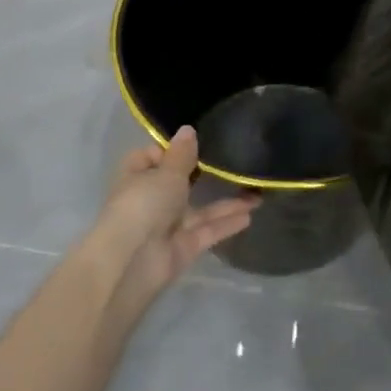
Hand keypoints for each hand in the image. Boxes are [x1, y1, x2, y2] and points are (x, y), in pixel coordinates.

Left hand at [91, 126, 258, 320]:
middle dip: (203, 174)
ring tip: (258, 190)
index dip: (170, 150)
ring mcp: (168, 226)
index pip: (151, 157)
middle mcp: (152, 200)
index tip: (196, 142)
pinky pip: (208, 230)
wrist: (132, 261)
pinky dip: (227, 223)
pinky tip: (251, 214)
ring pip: (200, 210)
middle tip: (235, 159)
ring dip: (226, 202)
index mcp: (137, 177)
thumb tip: (188, 129)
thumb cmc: (143, 205)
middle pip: (179, 184)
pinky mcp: (183, 248)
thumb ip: (182, 155)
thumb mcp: (166, 173)